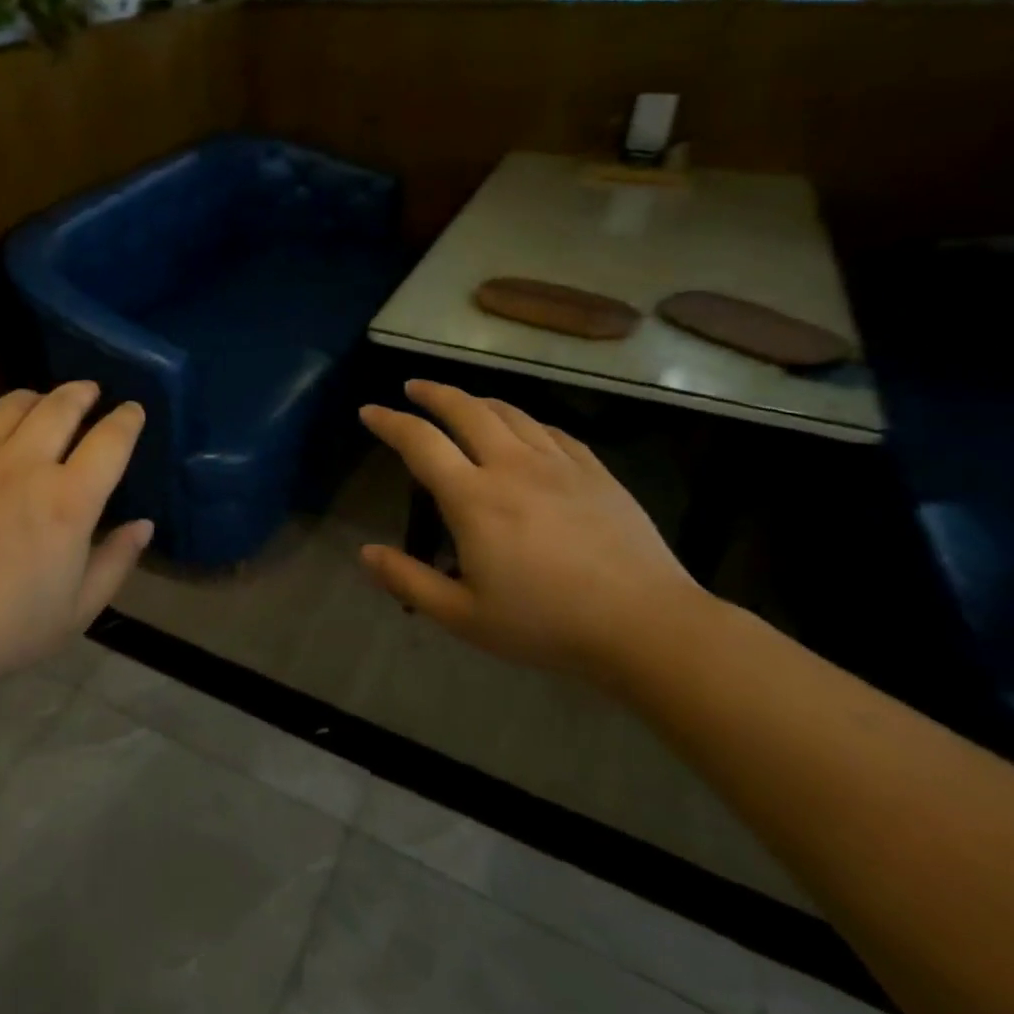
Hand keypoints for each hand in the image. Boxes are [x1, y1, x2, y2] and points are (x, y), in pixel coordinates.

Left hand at [0, 383, 150, 694]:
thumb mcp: (75, 613)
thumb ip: (115, 562)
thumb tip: (144, 524)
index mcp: (67, 501)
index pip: (110, 440)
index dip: (127, 419)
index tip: (132, 411)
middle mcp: (23, 465)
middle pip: (62, 406)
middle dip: (84, 393)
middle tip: (91, 392)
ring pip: (13, 404)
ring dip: (39, 398)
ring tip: (44, 404)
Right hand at [359, 381, 705, 681]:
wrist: (647, 626)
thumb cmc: (547, 624)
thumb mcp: (464, 616)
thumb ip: (409, 581)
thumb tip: (365, 553)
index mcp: (473, 499)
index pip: (420, 442)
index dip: (389, 422)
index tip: (369, 411)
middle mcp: (511, 467)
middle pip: (466, 410)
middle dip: (433, 393)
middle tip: (413, 388)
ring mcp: (558, 465)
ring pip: (510, 413)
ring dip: (477, 400)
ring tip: (461, 400)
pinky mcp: (595, 472)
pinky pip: (552, 431)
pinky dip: (525, 420)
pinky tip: (523, 428)